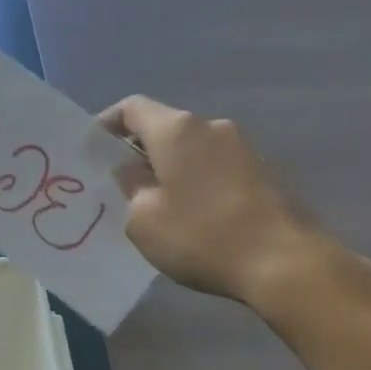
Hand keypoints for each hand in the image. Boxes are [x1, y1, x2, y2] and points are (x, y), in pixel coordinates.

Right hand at [102, 96, 344, 316]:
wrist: (281, 260)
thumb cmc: (200, 236)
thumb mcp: (143, 219)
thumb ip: (129, 187)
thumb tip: (131, 172)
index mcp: (177, 131)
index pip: (132, 109)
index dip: (105, 125)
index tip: (89, 152)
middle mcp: (211, 127)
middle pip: (163, 128)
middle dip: (136, 152)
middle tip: (115, 186)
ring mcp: (241, 148)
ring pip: (189, 150)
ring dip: (166, 170)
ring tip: (151, 206)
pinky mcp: (260, 172)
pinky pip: (212, 168)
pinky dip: (192, 182)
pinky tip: (186, 215)